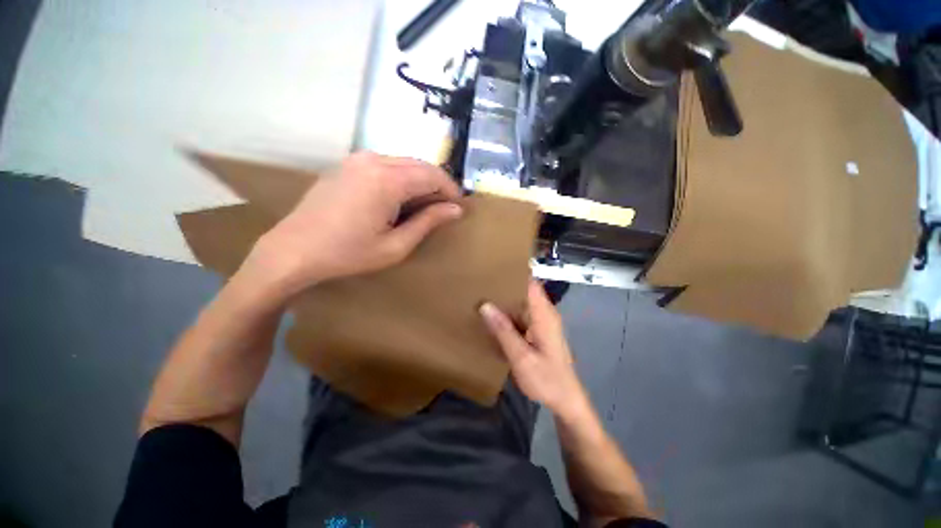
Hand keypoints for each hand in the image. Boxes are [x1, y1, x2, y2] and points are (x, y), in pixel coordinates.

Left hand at [248, 152, 461, 296]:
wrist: (294, 250)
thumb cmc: (348, 253)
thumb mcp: (396, 245)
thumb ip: (428, 223)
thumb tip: (455, 210)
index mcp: (388, 180)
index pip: (433, 175)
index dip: (450, 190)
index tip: (459, 206)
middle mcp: (374, 160)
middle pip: (420, 164)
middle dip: (438, 184)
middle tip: (445, 207)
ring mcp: (358, 159)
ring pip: (404, 162)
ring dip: (420, 180)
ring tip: (425, 205)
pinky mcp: (348, 164)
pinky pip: (386, 164)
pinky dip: (402, 177)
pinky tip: (400, 198)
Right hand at [480, 280, 590, 417]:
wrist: (566, 400)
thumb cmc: (546, 379)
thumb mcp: (521, 357)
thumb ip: (503, 331)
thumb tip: (485, 305)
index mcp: (544, 315)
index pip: (531, 284)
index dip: (515, 273)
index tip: (494, 267)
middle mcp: (545, 313)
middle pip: (526, 290)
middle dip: (506, 285)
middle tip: (482, 281)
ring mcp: (543, 322)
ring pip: (523, 302)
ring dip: (506, 298)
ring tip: (483, 293)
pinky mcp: (539, 331)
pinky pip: (523, 313)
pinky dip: (510, 311)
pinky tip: (494, 315)